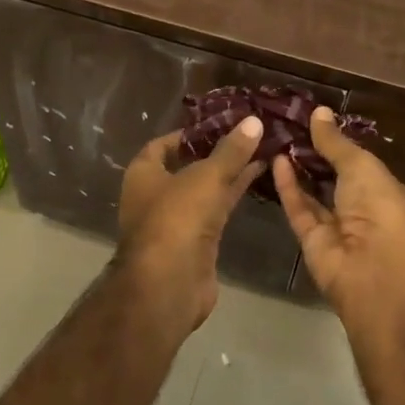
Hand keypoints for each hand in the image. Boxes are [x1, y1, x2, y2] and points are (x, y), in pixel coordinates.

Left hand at [115, 116, 264, 330]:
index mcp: (144, 173)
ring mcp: (176, 220)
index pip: (163, 144)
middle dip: (216, 152)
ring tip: (261, 150)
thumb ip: (231, 150)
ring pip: (205, 188)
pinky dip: (233, 194)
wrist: (170, 284)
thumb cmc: (177, 218)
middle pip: (187, 166)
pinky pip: (216, 209)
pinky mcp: (196, 241)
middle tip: (248, 134)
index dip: (189, 133)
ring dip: (229, 172)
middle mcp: (155, 195)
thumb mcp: (206, 176)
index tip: (220, 123)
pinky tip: (257, 178)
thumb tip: (254, 120)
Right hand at [272, 108, 404, 316]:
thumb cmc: (381, 209)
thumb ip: (336, 142)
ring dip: (299, 169)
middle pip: (336, 179)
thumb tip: (319, 111)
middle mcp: (364, 211)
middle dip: (316, 155)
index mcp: (387, 192)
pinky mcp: (312, 242)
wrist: (375, 273)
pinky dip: (288, 186)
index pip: (361, 164)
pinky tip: (275, 160)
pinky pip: (299, 209)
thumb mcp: (361, 166)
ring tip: (277, 138)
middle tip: (289, 125)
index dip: (339, 144)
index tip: (315, 121)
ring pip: (315, 194)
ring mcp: (337, 229)